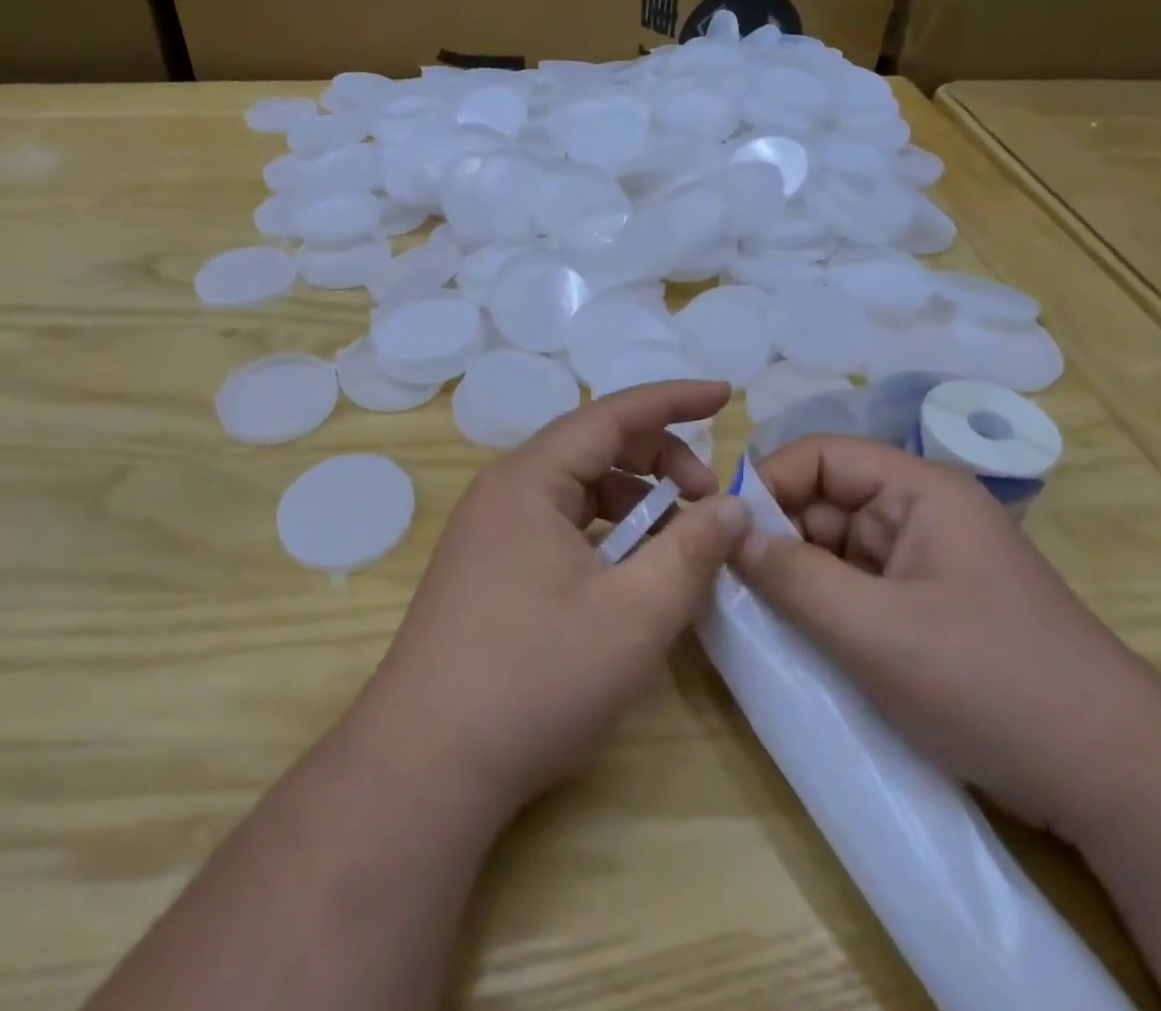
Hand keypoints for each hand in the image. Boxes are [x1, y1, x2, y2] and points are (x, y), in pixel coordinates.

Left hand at [350, 380, 750, 820]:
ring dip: (633, 501)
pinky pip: (557, 524)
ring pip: (575, 489)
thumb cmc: (535, 679)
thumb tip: (734, 508)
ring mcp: (489, 530)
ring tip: (677, 542)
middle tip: (710, 501)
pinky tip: (629, 571)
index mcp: (529, 478)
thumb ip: (692, 552)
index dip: (673, 399)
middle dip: (659, 460)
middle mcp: (504, 490)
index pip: (611, 414)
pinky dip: (604, 532)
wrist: (426, 765)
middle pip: (593, 447)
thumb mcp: (634, 615)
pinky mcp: (487, 567)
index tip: (724, 395)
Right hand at [733, 436, 1160, 836]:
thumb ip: (791, 576)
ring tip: (758, 616)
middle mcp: (919, 513)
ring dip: (796, 576)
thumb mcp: (875, 631)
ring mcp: (923, 562)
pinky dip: (822, 605)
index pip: (820, 456)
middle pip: (823, 500)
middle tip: (731, 583)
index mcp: (918, 490)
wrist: (1117, 781)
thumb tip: (724, 530)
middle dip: (776, 536)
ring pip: (834, 547)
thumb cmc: (990, 682)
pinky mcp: (925, 607)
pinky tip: (798, 638)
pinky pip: (854, 586)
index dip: (767, 484)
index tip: (723, 533)